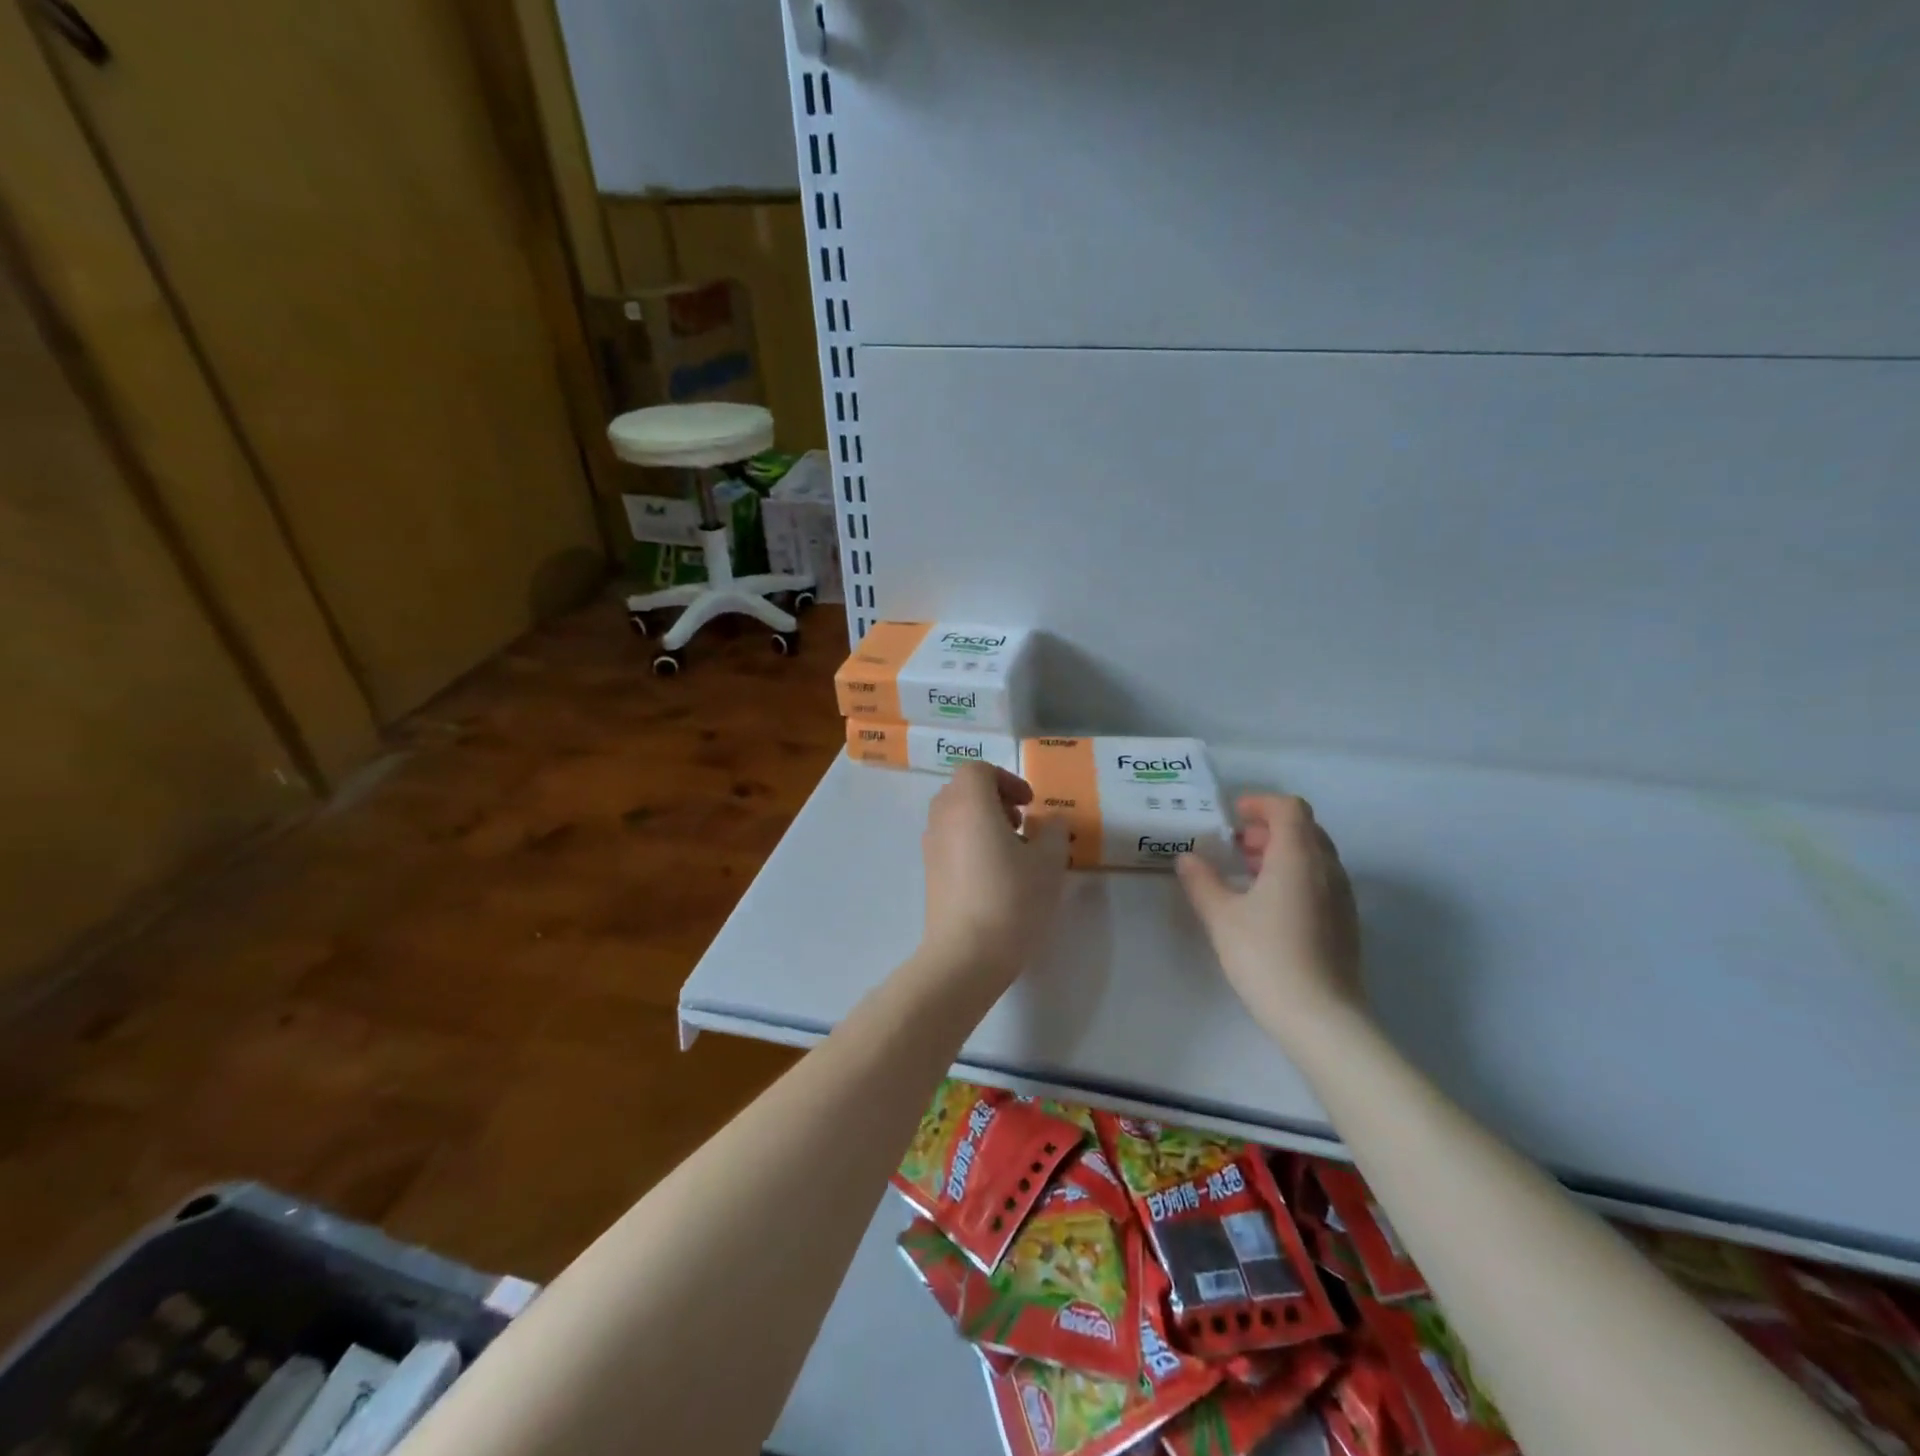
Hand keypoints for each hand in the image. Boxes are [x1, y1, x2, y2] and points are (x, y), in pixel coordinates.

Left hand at [919, 762, 1069, 984]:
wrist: (966, 953)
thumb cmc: (1011, 898)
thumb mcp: (1048, 862)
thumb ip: (1053, 832)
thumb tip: (1051, 822)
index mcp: (968, 802)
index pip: (978, 770)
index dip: (1007, 780)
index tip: (1030, 805)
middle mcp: (943, 816)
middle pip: (963, 789)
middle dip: (994, 799)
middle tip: (1022, 824)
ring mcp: (931, 845)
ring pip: (955, 815)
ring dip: (982, 821)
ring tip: (1012, 851)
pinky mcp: (929, 872)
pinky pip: (949, 840)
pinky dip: (970, 842)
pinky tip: (994, 875)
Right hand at [1176, 795, 1365, 1046]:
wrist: (1321, 1018)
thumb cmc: (1266, 957)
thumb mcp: (1221, 917)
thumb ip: (1202, 881)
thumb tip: (1187, 858)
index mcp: (1298, 857)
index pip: (1289, 808)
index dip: (1261, 803)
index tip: (1233, 815)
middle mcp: (1327, 869)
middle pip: (1305, 829)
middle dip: (1269, 828)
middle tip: (1235, 844)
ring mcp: (1342, 897)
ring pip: (1314, 856)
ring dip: (1282, 852)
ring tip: (1247, 872)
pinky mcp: (1345, 922)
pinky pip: (1320, 880)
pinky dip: (1294, 875)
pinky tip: (1269, 903)